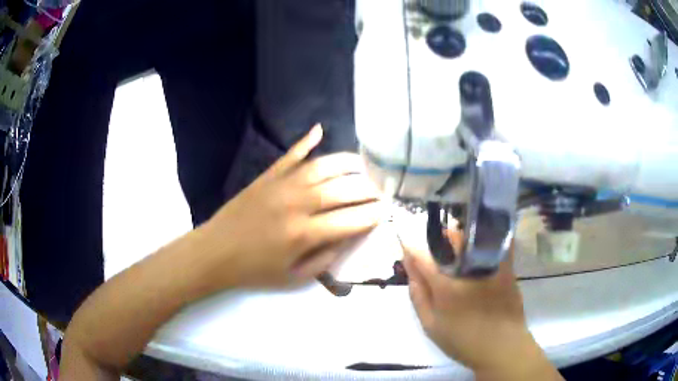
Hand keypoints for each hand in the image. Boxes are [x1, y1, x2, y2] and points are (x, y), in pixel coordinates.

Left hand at [197, 125, 383, 289]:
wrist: (215, 252)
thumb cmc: (255, 270)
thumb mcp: (294, 277)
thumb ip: (326, 258)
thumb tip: (350, 237)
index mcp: (304, 234)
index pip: (351, 220)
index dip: (373, 215)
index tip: (386, 211)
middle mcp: (297, 204)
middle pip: (343, 189)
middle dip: (369, 189)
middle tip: (381, 190)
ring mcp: (281, 185)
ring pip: (323, 166)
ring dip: (348, 163)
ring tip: (365, 165)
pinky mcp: (268, 176)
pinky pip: (291, 154)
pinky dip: (306, 141)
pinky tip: (320, 130)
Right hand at [403, 231, 562, 379]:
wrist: (502, 346)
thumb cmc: (463, 340)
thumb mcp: (431, 325)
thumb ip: (418, 295)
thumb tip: (409, 268)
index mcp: (446, 285)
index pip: (422, 256)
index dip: (411, 249)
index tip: (407, 247)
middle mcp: (468, 269)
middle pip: (450, 238)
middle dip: (439, 239)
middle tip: (436, 253)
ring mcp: (490, 265)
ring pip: (472, 237)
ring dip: (459, 237)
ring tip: (456, 253)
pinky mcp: (507, 266)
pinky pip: (495, 242)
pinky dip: (485, 239)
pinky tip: (479, 249)